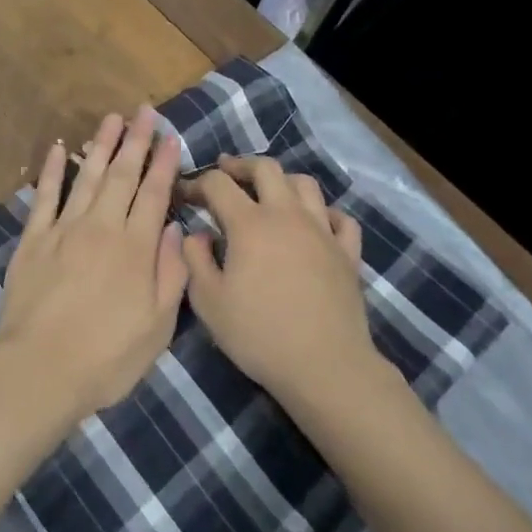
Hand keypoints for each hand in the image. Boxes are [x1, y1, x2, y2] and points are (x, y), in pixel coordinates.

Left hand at [0, 106, 188, 426]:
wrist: (39, 370)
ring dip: (100, 145)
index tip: (170, 137)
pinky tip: (57, 147)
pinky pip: (44, 195)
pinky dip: (50, 170)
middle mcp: (102, 228)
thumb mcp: (157, 327)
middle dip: (135, 140)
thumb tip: (173, 228)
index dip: (164, 164)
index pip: (154, 194)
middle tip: (143, 111)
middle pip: (122, 175)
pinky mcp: (33, 239)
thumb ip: (170, 274)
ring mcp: (64, 230)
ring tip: (111, 118)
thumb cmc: (107, 357)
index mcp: (135, 248)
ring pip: (86, 176)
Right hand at [180, 156, 378, 410]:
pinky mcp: (348, 252)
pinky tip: (314, 223)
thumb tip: (196, 234)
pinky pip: (340, 218)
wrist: (324, 365)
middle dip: (241, 165)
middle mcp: (287, 215)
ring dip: (282, 181)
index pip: (218, 184)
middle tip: (225, 173)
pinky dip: (324, 212)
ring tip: (268, 193)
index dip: (197, 182)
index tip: (184, 194)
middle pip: (266, 168)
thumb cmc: (259, 334)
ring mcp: (323, 231)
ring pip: (305, 184)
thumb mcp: (208, 302)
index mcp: (250, 224)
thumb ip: (194, 260)